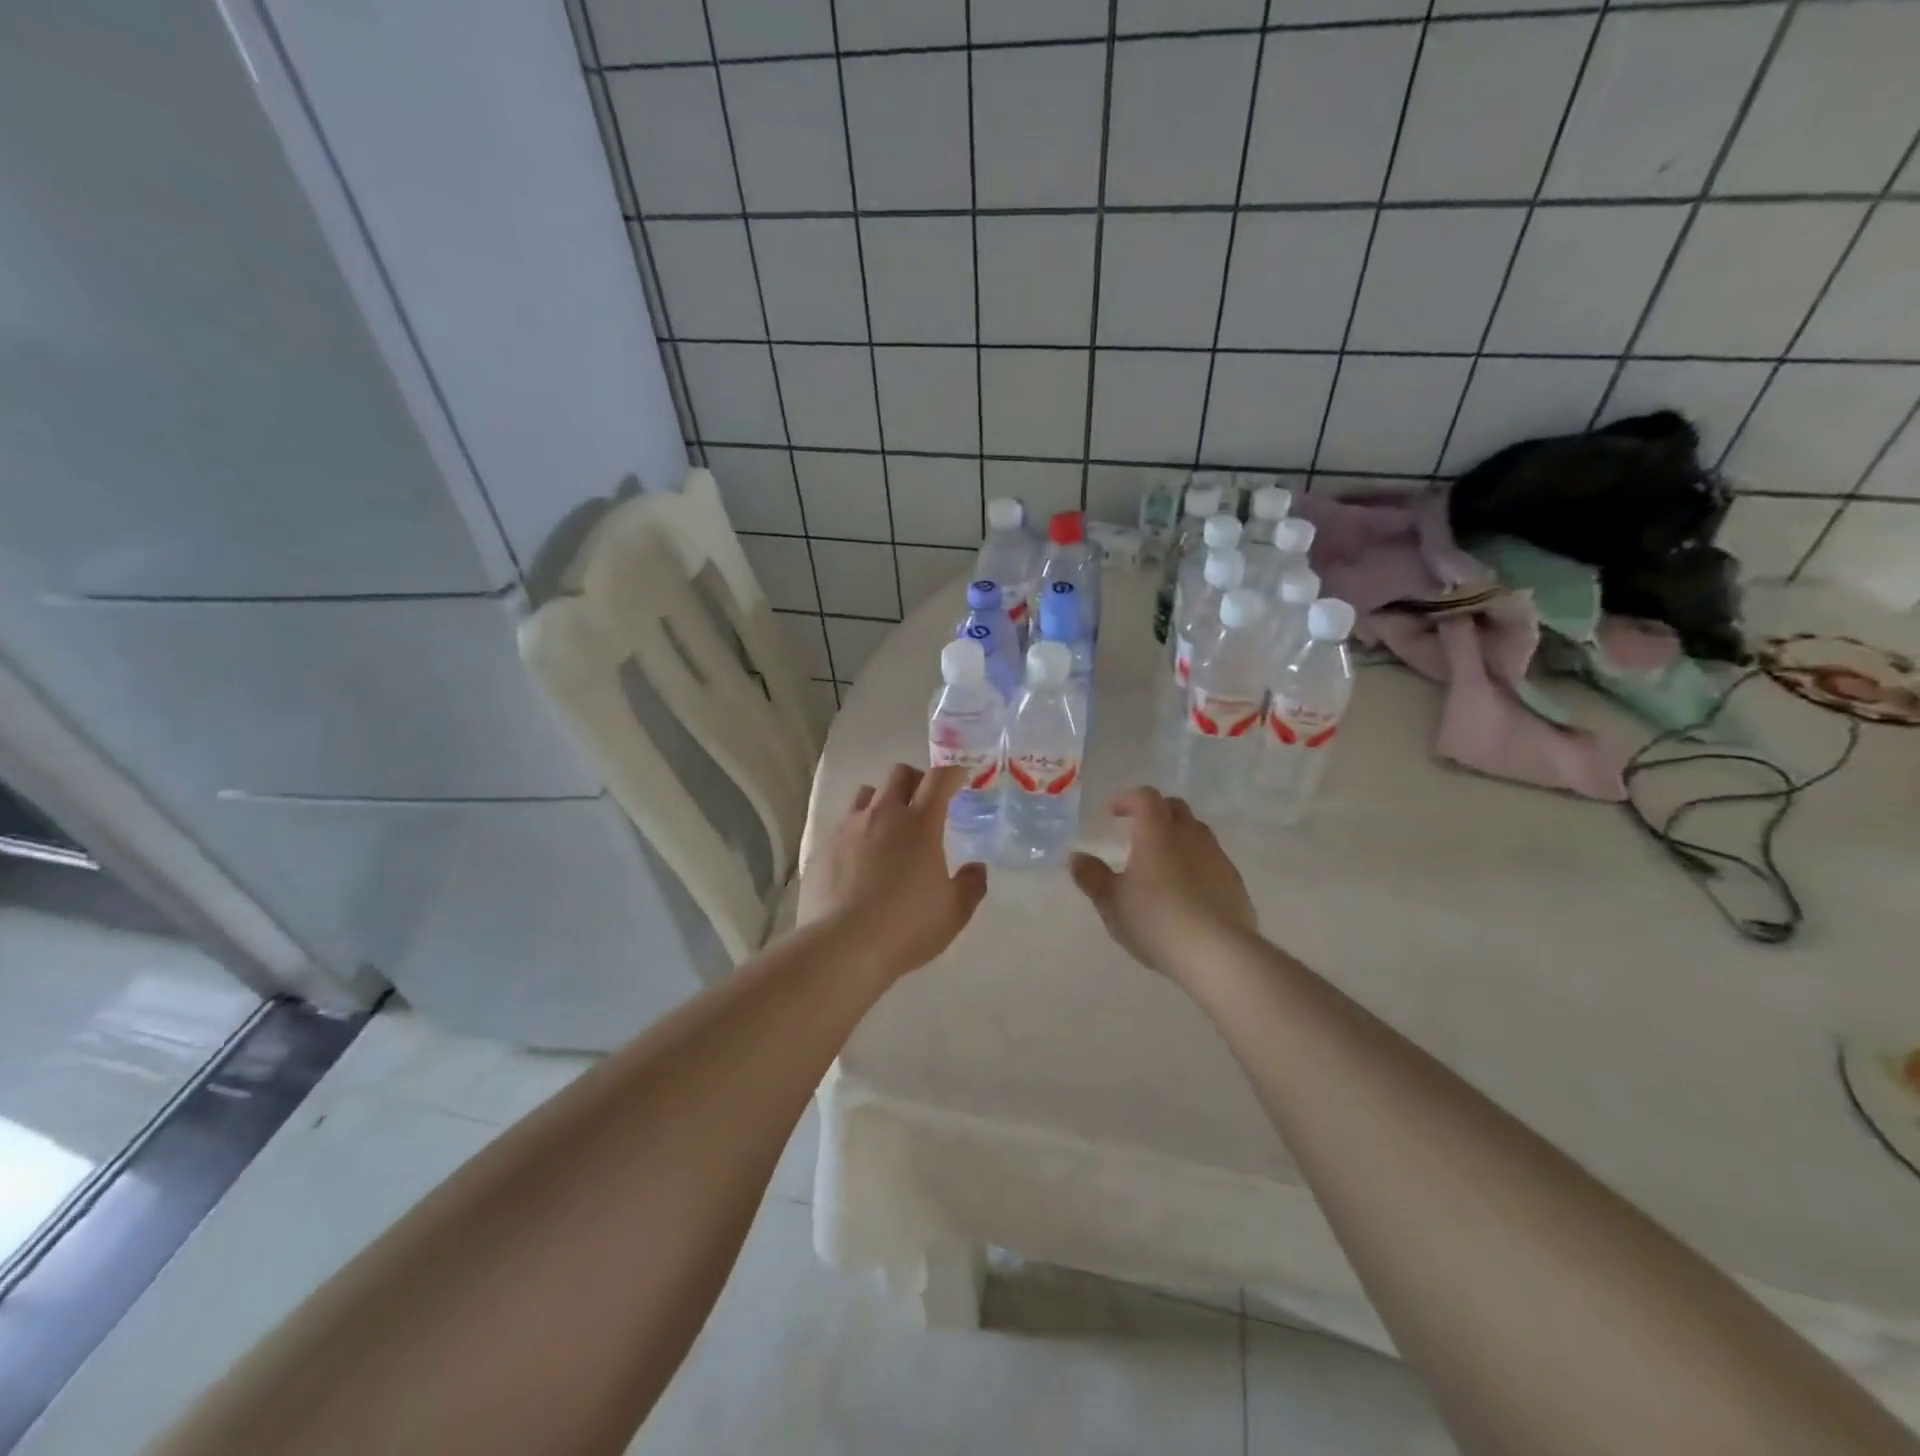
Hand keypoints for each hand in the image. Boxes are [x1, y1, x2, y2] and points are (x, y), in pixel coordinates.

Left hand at [799, 763, 987, 979]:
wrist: (842, 946)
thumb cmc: (906, 927)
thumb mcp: (953, 913)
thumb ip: (971, 885)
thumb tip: (976, 868)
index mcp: (920, 824)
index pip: (939, 780)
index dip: (952, 773)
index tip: (960, 778)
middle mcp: (883, 815)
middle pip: (898, 774)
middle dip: (915, 780)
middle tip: (924, 803)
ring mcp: (848, 828)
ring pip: (866, 793)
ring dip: (882, 801)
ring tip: (887, 828)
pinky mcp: (822, 847)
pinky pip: (842, 824)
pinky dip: (856, 830)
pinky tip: (858, 859)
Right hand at [1069, 789, 1255, 980]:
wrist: (1216, 953)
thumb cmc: (1155, 920)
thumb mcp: (1111, 902)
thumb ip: (1092, 877)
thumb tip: (1077, 858)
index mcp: (1157, 832)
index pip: (1145, 797)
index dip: (1128, 800)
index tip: (1113, 813)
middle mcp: (1190, 835)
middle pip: (1175, 808)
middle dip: (1155, 813)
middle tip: (1137, 831)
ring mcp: (1217, 857)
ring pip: (1197, 833)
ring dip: (1178, 837)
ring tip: (1162, 863)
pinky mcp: (1235, 882)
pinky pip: (1212, 860)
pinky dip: (1196, 864)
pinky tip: (1187, 891)